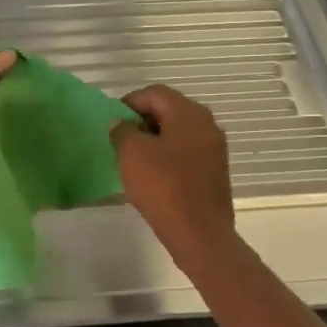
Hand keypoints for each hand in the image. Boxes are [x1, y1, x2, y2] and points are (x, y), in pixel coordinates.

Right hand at [111, 85, 237, 270]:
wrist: (199, 233)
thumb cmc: (163, 186)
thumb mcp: (132, 154)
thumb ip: (122, 131)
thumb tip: (123, 124)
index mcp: (189, 113)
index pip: (155, 93)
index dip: (129, 102)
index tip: (112, 121)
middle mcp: (207, 124)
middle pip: (169, 110)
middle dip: (142, 121)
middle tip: (120, 139)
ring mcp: (215, 149)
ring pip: (178, 133)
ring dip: (155, 140)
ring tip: (134, 159)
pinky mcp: (215, 171)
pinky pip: (186, 153)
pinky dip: (168, 156)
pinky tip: (153, 175)